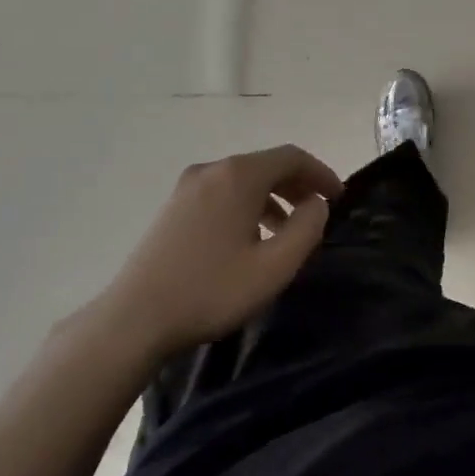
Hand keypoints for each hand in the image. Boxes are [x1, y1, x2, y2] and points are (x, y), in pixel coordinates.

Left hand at [75, 145, 343, 362]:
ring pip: (243, 181)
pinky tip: (251, 241)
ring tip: (288, 233)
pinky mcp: (173, 208)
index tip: (339, 198)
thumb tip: (316, 204)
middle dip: (298, 185)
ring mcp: (187, 188)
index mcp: (238, 176)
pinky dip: (247, 206)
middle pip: (266, 165)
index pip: (291, 157)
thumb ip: (307, 229)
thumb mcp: (275, 266)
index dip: (321, 174)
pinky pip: (222, 194)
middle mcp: (212, 170)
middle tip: (319, 212)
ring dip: (273, 199)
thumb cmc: (212, 290)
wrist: (135, 318)